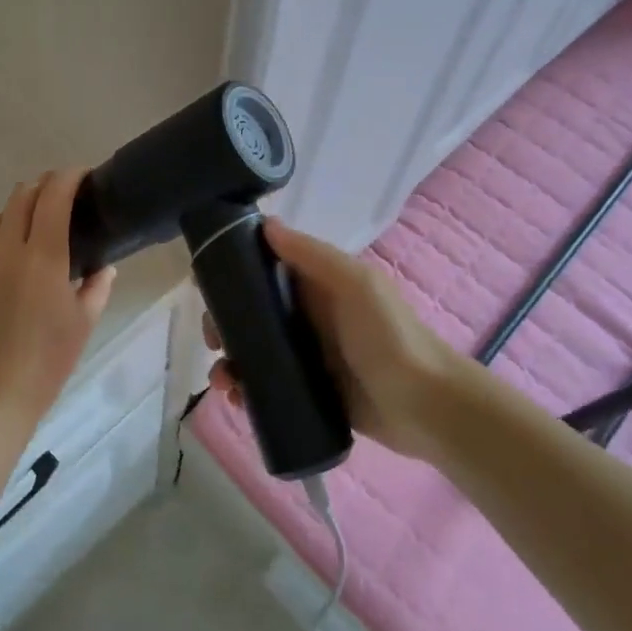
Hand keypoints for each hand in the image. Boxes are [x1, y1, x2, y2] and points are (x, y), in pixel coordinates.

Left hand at [0, 169, 115, 429]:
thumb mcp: (82, 324)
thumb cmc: (47, 362)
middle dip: (44, 186)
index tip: (83, 176)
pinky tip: (17, 263)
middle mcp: (6, 250)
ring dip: (23, 211)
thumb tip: (102, 266)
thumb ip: (97, 287)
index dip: (68, 177)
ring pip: (1, 219)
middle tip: (65, 197)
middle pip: (21, 196)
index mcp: (42, 257)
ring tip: (42, 230)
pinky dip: (5, 238)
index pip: (53, 196)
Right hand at [206, 219, 463, 460]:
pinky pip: (266, 387)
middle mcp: (308, 317)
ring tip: (223, 383)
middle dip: (224, 325)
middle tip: (213, 342)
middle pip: (251, 315)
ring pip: (254, 353)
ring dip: (229, 362)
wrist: (426, 406)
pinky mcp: (308, 392)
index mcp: (318, 286)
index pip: (265, 271)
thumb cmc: (390, 337)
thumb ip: (313, 255)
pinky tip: (235, 401)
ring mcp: (307, 357)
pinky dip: (245, 391)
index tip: (206, 288)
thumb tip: (266, 223)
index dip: (233, 276)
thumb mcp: (356, 285)